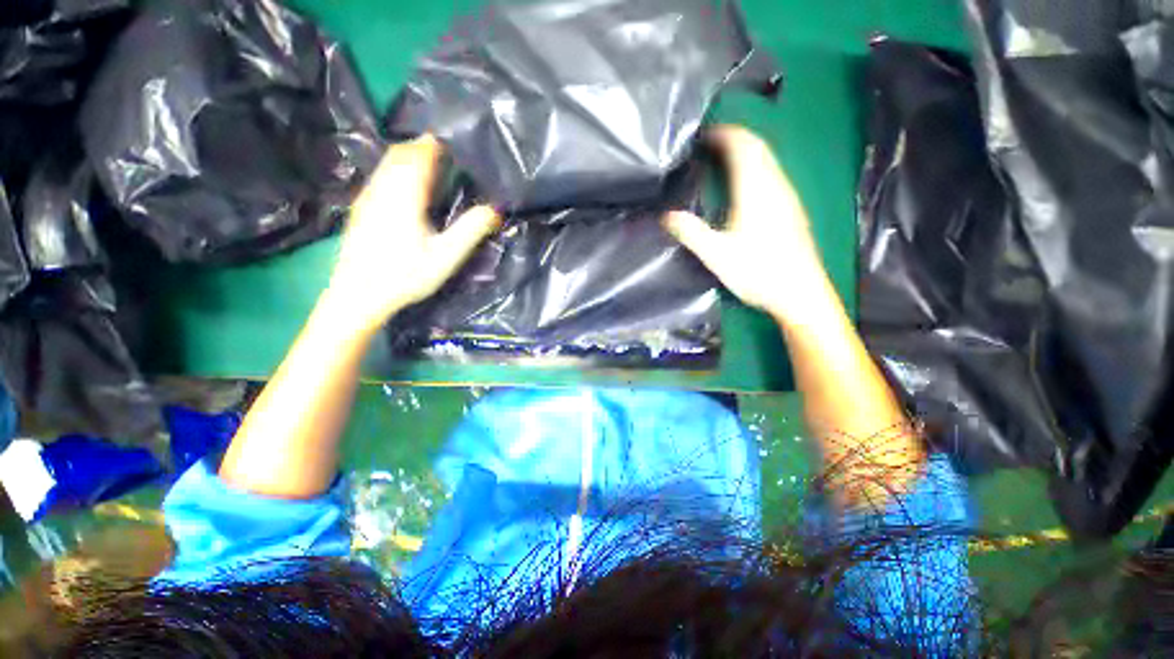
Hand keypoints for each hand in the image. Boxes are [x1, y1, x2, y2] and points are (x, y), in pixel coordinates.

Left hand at [325, 135, 499, 332]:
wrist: (358, 295)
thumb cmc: (405, 276)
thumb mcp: (446, 256)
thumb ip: (471, 229)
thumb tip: (496, 209)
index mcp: (405, 195)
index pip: (419, 155)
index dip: (435, 143)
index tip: (454, 141)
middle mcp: (382, 189)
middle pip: (400, 154)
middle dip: (422, 147)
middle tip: (446, 152)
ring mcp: (367, 198)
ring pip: (387, 164)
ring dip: (408, 157)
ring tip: (430, 166)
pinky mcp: (361, 209)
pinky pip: (380, 177)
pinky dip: (397, 171)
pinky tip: (407, 189)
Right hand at [663, 125, 836, 328]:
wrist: (800, 293)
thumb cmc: (758, 272)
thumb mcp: (716, 255)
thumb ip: (691, 232)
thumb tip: (666, 216)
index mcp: (756, 191)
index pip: (744, 146)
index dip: (725, 134)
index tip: (705, 133)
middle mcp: (776, 186)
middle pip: (759, 148)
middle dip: (736, 137)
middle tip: (711, 142)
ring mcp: (788, 197)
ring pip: (769, 160)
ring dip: (748, 151)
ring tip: (724, 157)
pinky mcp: (792, 210)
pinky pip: (774, 174)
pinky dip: (757, 167)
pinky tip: (747, 183)